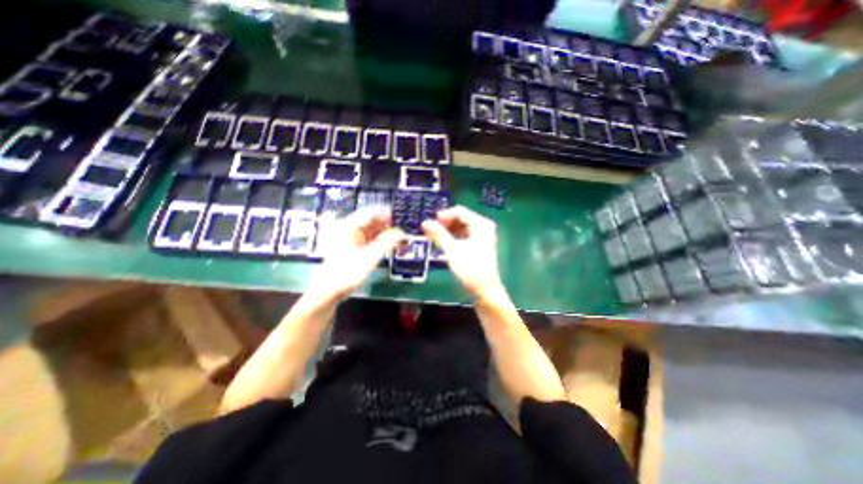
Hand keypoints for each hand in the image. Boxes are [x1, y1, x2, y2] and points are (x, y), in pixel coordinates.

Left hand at [311, 206, 405, 300]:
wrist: (330, 290)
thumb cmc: (348, 272)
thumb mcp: (370, 257)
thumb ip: (387, 242)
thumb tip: (401, 233)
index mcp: (348, 226)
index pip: (369, 212)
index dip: (385, 213)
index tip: (398, 217)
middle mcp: (347, 228)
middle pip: (369, 220)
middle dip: (385, 224)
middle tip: (399, 231)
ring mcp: (348, 237)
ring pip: (369, 229)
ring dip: (382, 232)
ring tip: (395, 238)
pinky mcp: (351, 246)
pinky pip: (366, 238)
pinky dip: (377, 239)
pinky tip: (386, 244)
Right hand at [422, 207, 503, 300]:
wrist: (485, 290)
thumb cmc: (469, 269)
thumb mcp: (451, 250)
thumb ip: (438, 234)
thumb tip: (425, 222)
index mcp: (480, 224)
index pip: (459, 211)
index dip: (443, 216)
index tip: (430, 223)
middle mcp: (484, 226)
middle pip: (461, 218)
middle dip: (445, 224)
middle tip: (430, 231)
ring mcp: (483, 235)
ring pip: (462, 226)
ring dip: (448, 230)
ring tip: (434, 238)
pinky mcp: (480, 244)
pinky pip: (464, 234)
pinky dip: (454, 237)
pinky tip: (444, 243)